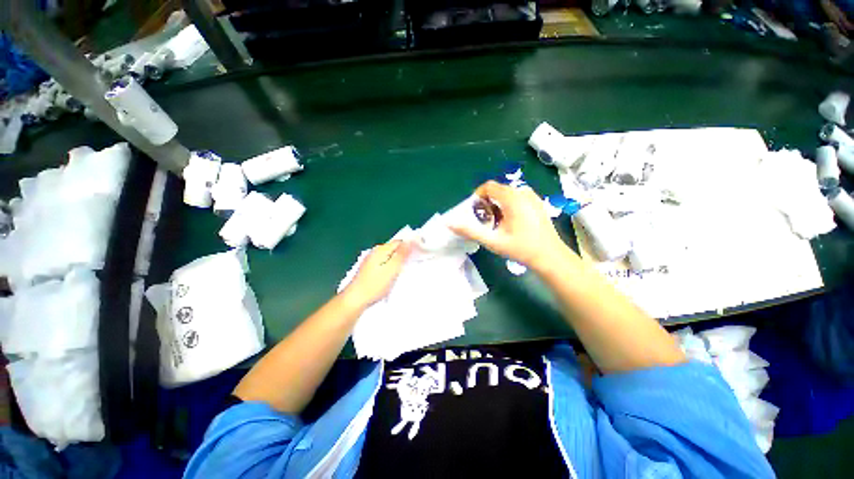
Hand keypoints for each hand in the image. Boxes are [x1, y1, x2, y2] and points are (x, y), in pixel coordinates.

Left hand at [342, 240, 412, 308]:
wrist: (355, 299)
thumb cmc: (375, 284)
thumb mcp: (392, 269)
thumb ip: (402, 254)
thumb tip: (411, 240)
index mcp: (381, 249)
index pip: (400, 241)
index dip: (411, 245)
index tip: (421, 252)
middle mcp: (376, 251)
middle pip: (395, 247)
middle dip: (405, 252)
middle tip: (416, 261)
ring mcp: (372, 259)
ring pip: (390, 254)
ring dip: (399, 258)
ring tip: (407, 267)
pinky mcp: (370, 267)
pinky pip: (385, 260)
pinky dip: (392, 264)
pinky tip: (395, 272)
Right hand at [450, 181, 569, 270]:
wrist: (551, 257)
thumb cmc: (521, 249)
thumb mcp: (493, 241)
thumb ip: (471, 231)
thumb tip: (450, 224)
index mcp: (513, 198)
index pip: (489, 186)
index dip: (478, 196)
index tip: (476, 212)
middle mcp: (523, 192)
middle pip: (498, 190)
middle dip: (487, 203)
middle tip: (486, 221)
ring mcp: (533, 197)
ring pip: (507, 194)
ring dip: (498, 205)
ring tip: (498, 223)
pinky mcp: (538, 203)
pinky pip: (517, 197)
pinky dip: (509, 205)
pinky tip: (512, 222)